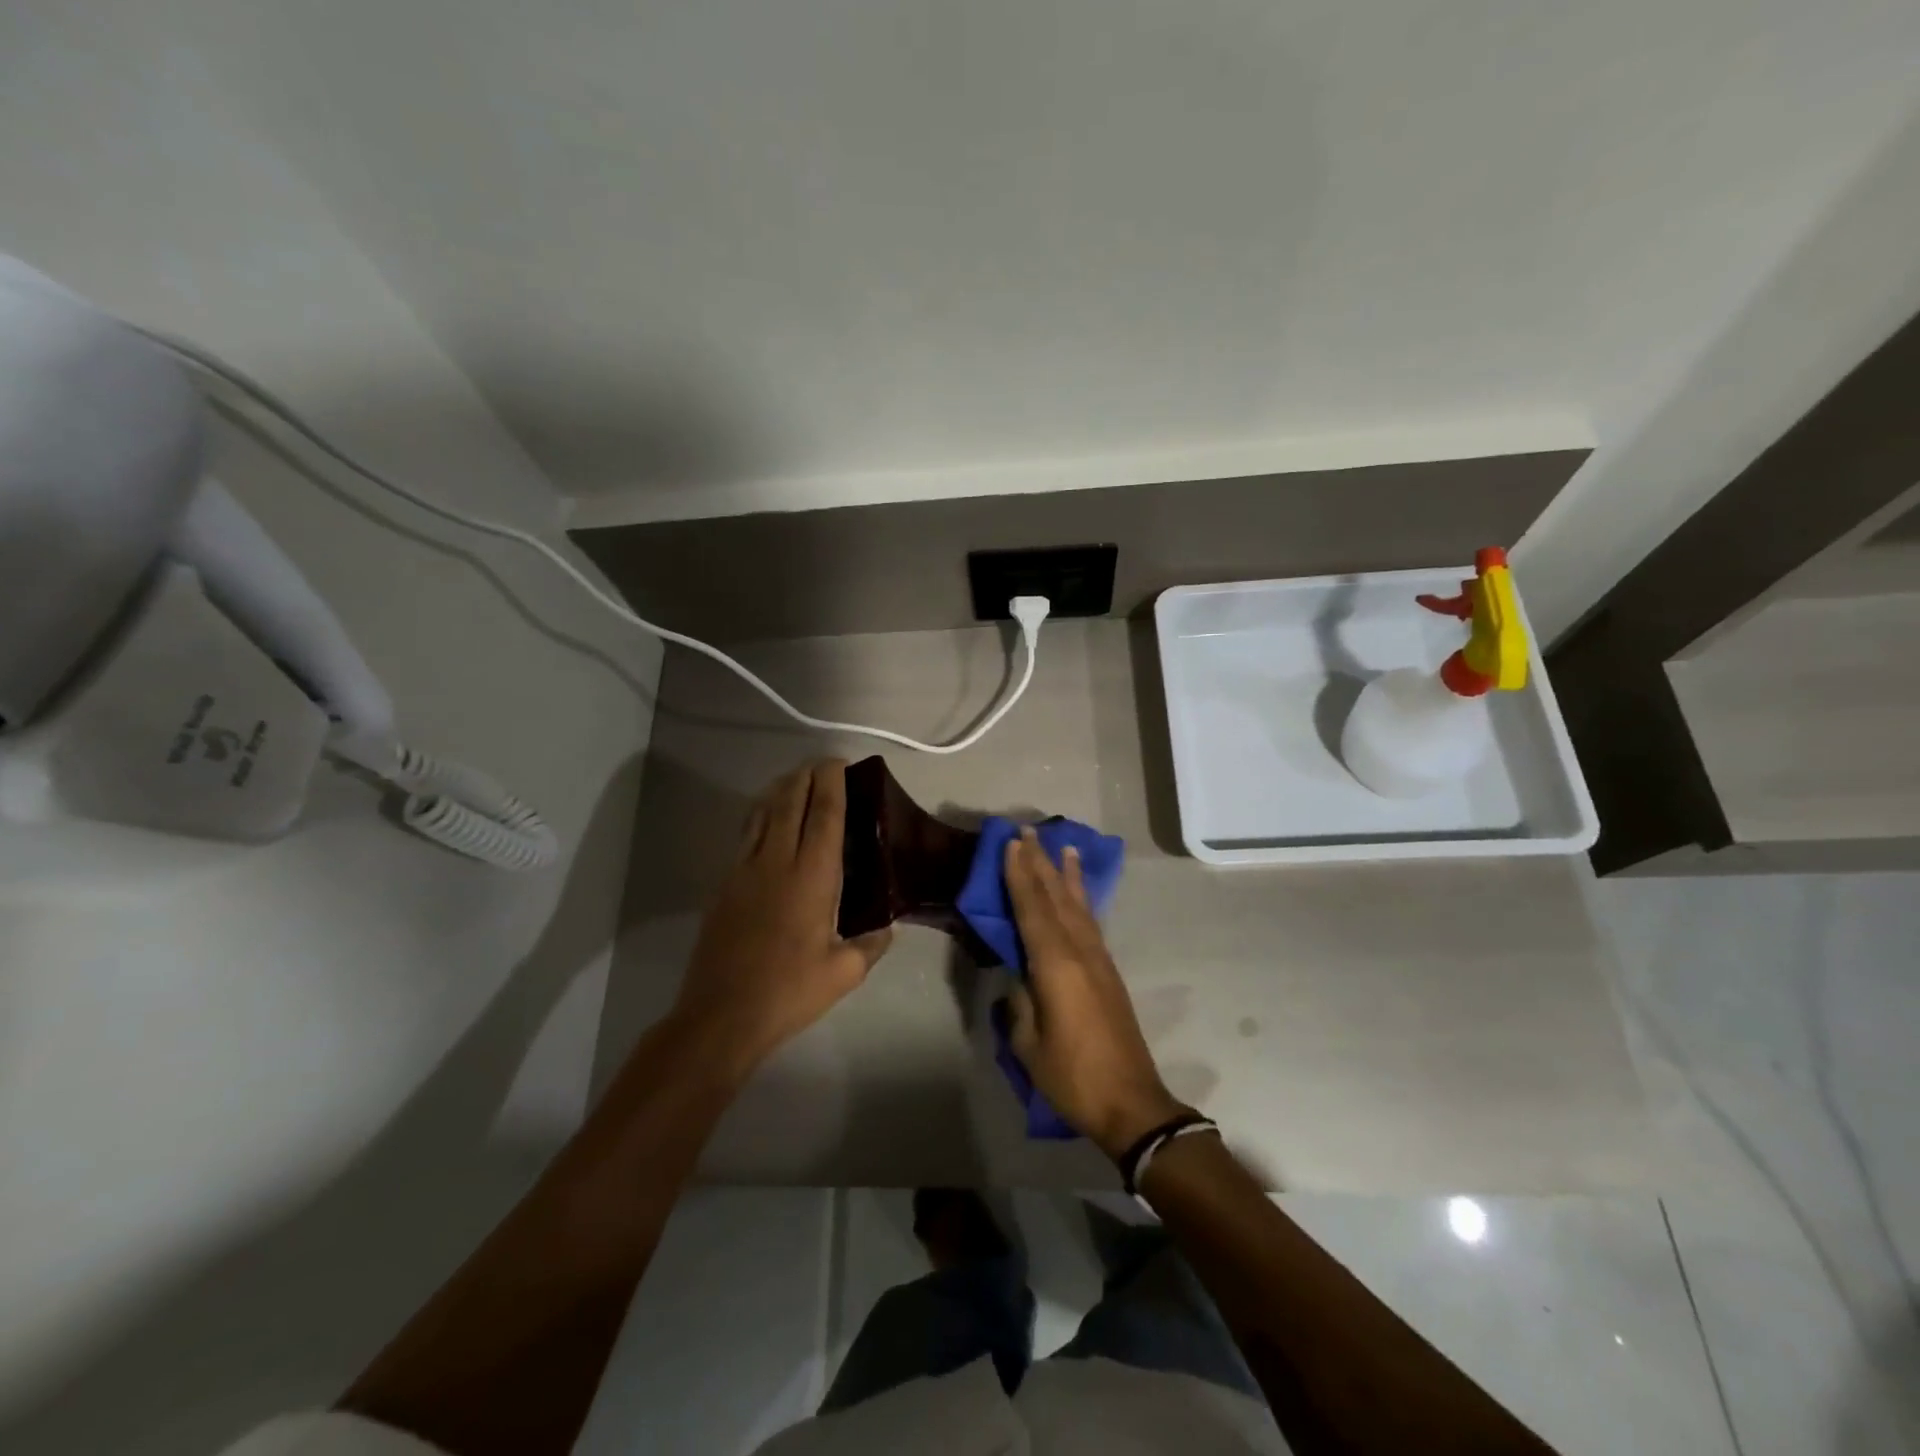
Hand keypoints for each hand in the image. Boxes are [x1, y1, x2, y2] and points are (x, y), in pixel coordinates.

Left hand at [673, 760, 891, 1074]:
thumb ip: (871, 945)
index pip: (823, 813)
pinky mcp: (725, 884)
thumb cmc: (788, 991)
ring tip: (795, 781)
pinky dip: (761, 815)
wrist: (721, 1014)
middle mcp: (776, 861)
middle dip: (805, 775)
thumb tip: (886, 928)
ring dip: (780, 789)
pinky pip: (746, 835)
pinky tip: (768, 821)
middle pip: (789, 801)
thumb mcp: (844, 973)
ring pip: (762, 813)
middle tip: (822, 766)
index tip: (839, 763)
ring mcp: (744, 870)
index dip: (831, 782)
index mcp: (811, 876)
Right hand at [1002, 827, 1186, 1159]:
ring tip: (1062, 846)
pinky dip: (1083, 899)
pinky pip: (1090, 922)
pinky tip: (1080, 893)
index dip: (1019, 875)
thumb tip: (1018, 976)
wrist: (1131, 1101)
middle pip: (1056, 898)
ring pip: (1078, 905)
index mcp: (1055, 965)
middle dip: (1041, 863)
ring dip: (1066, 875)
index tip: (1011, 844)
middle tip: (1029, 831)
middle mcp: (1079, 951)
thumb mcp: (1029, 1044)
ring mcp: (1098, 960)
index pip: (1032, 909)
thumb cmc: (1072, 1075)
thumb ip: (1020, 1003)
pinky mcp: (1108, 972)